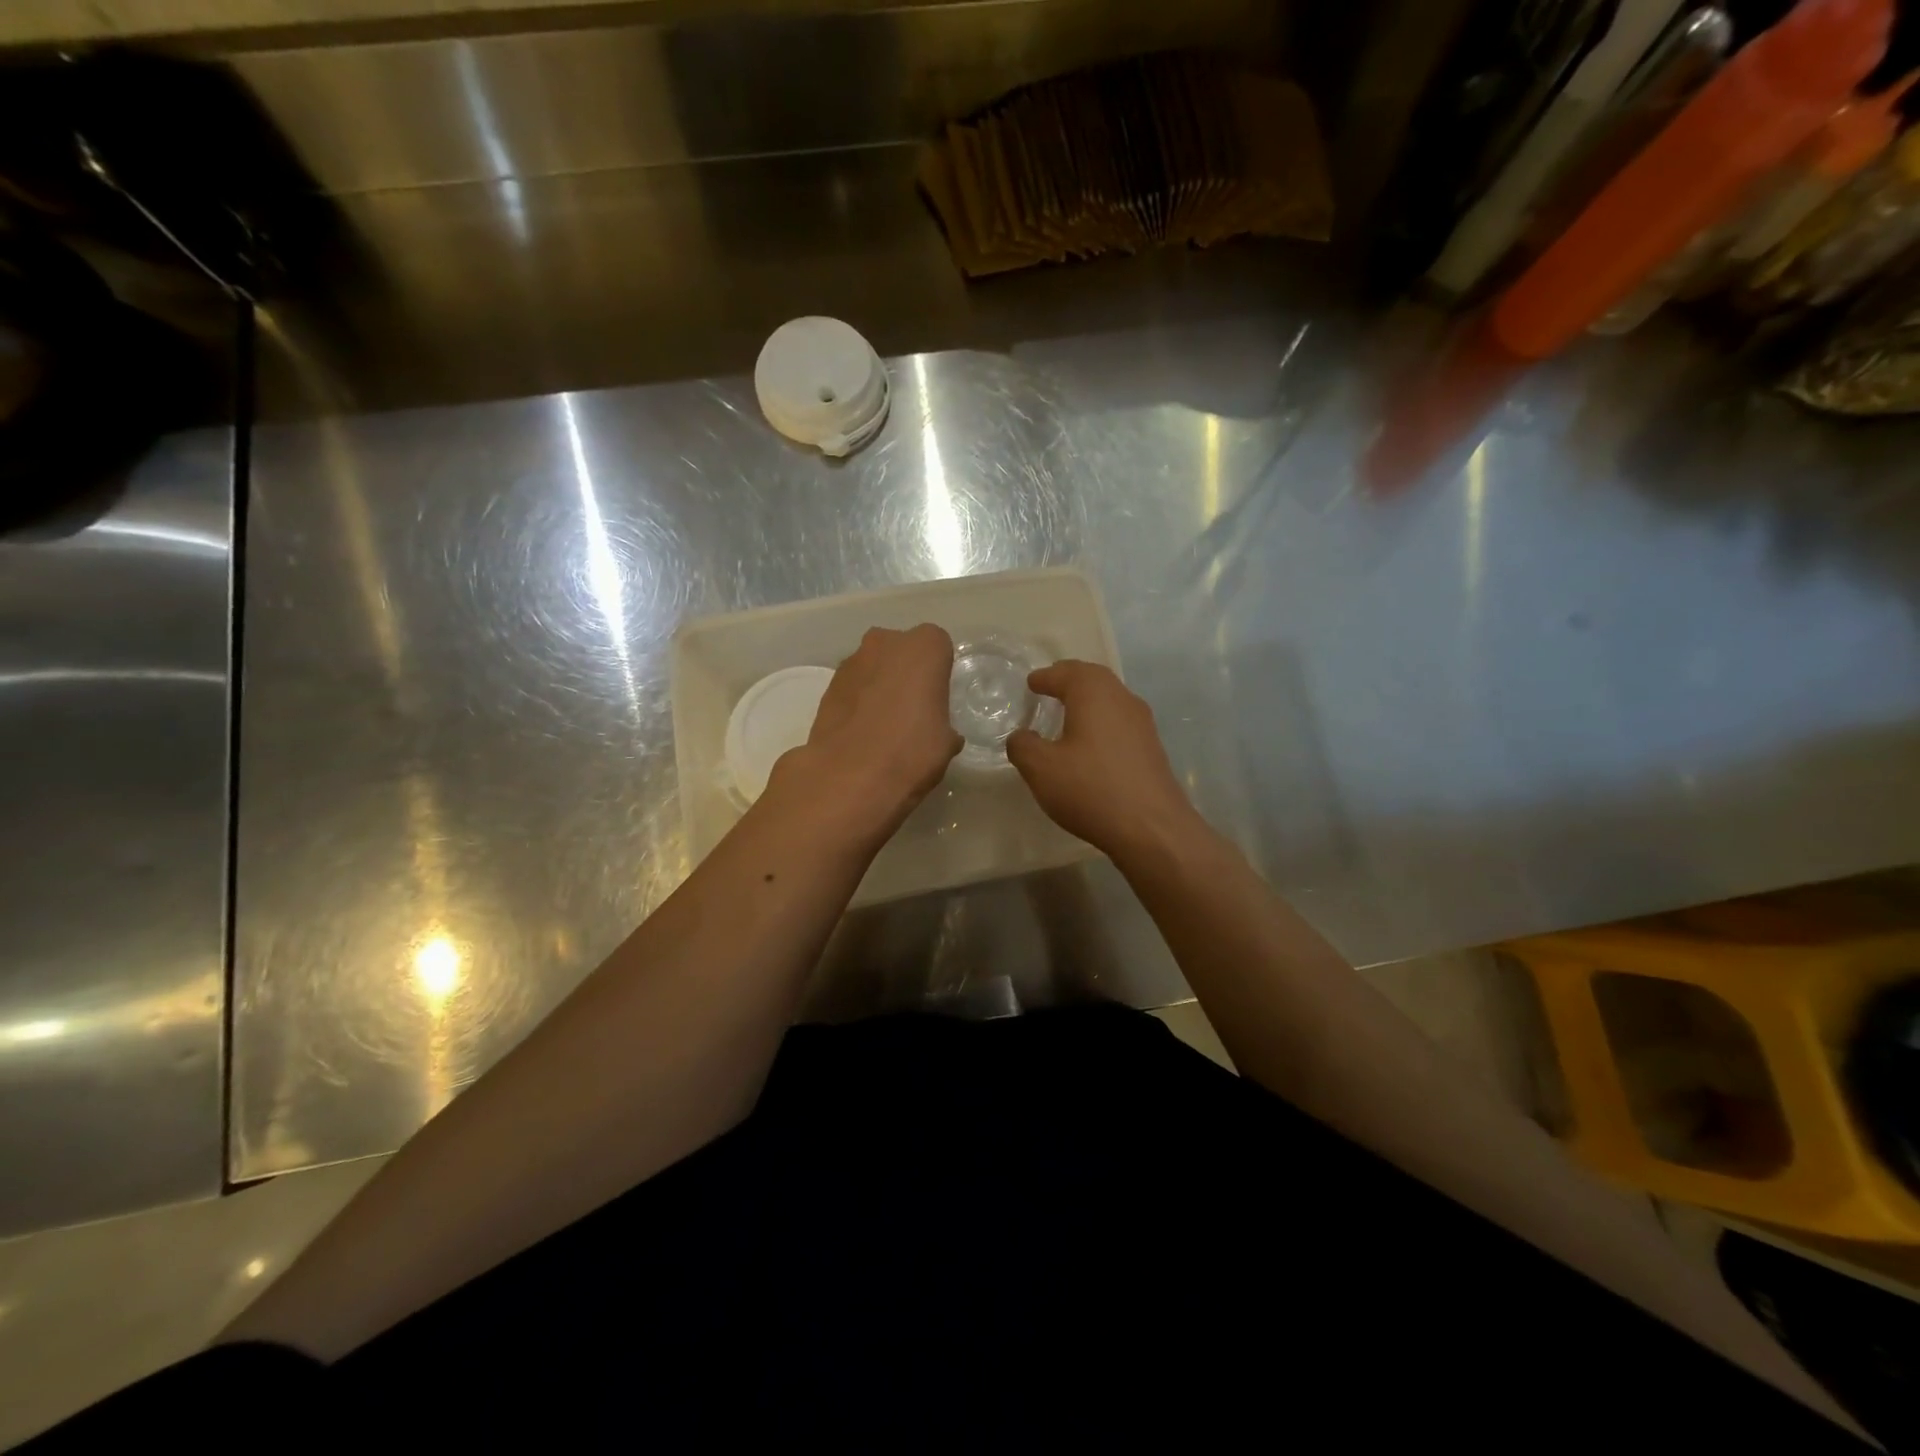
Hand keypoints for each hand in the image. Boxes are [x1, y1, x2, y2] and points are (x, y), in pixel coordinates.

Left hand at [767, 624, 961, 840]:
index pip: (939, 646)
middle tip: (912, 709)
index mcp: (924, 647)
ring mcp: (851, 662)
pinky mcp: (827, 686)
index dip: (939, 672)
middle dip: (906, 672)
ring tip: (884, 725)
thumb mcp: (946, 743)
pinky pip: (853, 687)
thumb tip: (942, 734)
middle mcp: (886, 642)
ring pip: (874, 667)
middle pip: (901, 650)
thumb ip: (945, 726)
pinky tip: (862, 732)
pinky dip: (858, 702)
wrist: (849, 777)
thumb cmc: (911, 751)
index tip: (938, 698)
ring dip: (879, 685)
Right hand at [1006, 661, 1200, 859]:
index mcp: (1093, 693)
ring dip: (1088, 702)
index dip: (1044, 678)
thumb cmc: (1091, 789)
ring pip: (1110, 700)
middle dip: (1069, 680)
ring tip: (1067, 715)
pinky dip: (1101, 723)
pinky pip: (1120, 723)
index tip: (1031, 683)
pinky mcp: (1152, 748)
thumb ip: (1023, 746)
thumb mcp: (1041, 768)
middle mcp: (1122, 699)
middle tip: (1049, 688)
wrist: (1152, 828)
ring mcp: (1143, 723)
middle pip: (1093, 679)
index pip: (1064, 673)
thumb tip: (1021, 736)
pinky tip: (1091, 745)